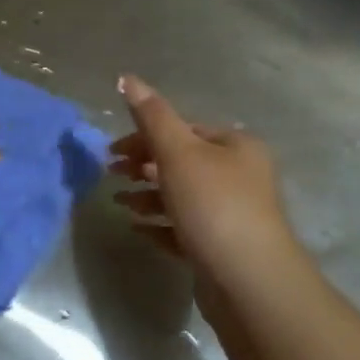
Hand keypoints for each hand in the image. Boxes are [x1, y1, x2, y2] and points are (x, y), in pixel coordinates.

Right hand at [109, 75, 300, 315]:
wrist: (248, 282)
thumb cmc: (214, 206)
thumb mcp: (178, 153)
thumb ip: (151, 116)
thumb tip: (126, 77)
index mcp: (236, 146)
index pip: (185, 129)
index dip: (145, 136)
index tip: (112, 152)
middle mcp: (240, 176)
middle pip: (183, 162)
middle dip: (144, 166)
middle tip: (111, 174)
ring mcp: (233, 214)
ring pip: (182, 196)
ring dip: (148, 196)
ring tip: (120, 203)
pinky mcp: (222, 248)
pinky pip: (184, 229)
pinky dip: (160, 225)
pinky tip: (137, 228)